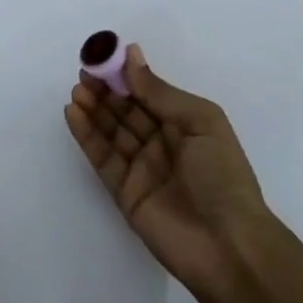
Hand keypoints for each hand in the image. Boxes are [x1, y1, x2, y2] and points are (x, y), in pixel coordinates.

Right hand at [65, 44, 271, 302]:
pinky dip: (87, 135)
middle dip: (106, 89)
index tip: (104, 55)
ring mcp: (142, 168)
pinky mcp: (125, 192)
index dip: (127, 75)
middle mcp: (162, 143)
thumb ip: (160, 92)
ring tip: (77, 88)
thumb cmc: (222, 175)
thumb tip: (131, 55)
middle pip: (127, 110)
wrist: (228, 247)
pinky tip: (74, 113)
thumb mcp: (200, 122)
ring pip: (111, 131)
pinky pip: (102, 157)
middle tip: (84, 70)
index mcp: (185, 125)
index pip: (149, 93)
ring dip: (93, 108)